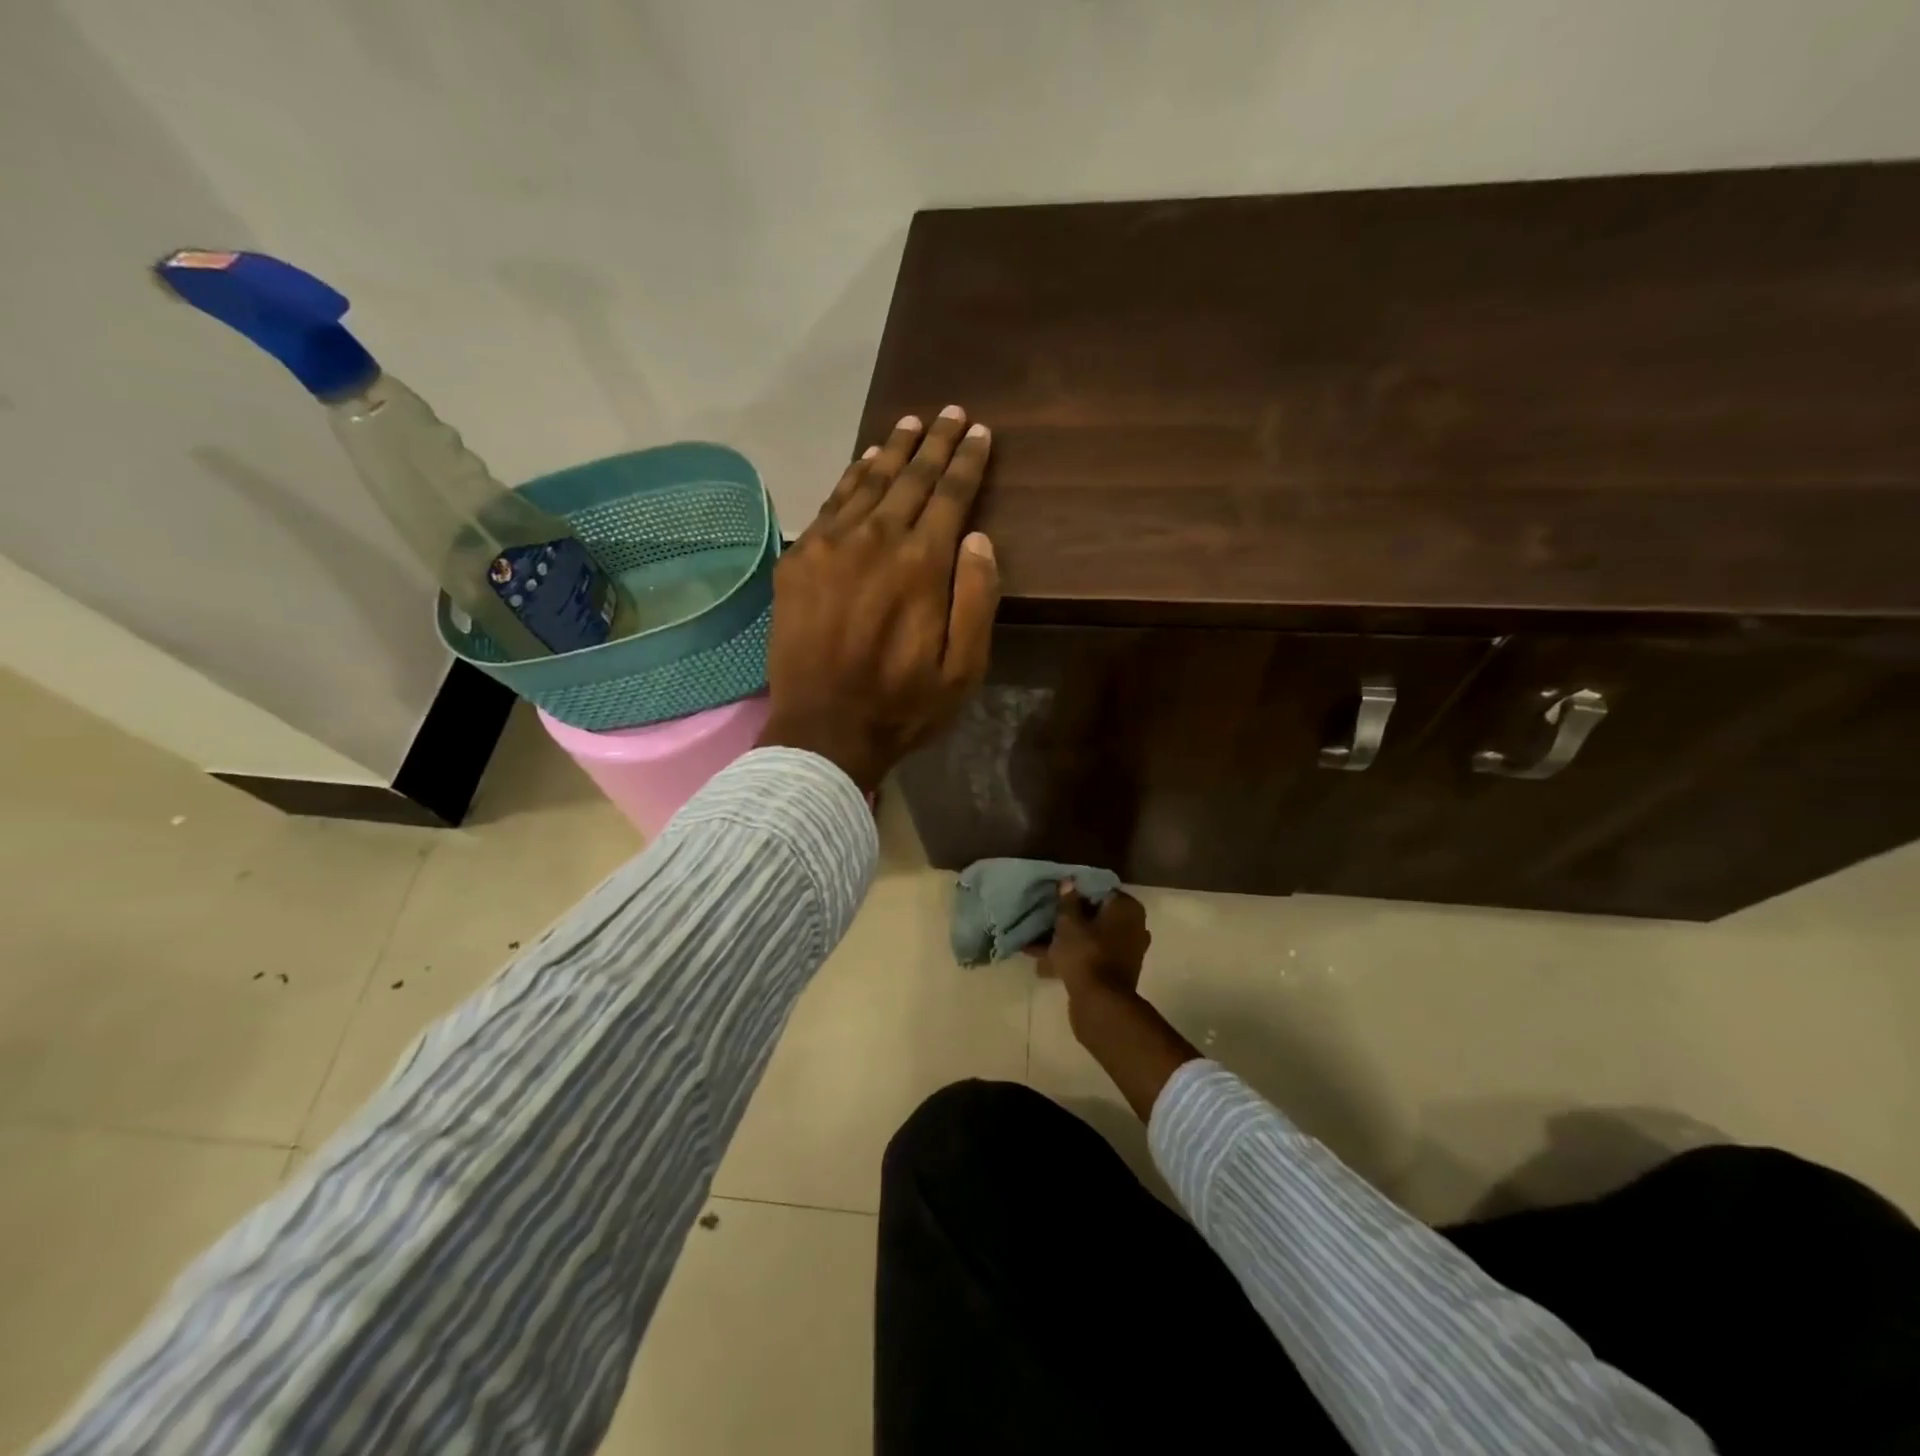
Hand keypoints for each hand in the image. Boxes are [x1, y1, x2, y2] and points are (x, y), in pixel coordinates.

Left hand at [757, 408, 999, 791]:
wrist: (823, 730)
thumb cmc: (903, 705)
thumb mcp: (964, 669)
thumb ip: (976, 599)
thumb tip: (977, 537)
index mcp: (921, 564)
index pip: (950, 495)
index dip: (967, 461)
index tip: (978, 432)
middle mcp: (875, 540)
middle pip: (910, 477)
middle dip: (934, 442)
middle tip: (950, 412)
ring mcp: (830, 546)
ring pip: (868, 481)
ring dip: (893, 449)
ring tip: (910, 423)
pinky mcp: (799, 560)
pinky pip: (831, 503)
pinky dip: (852, 477)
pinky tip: (864, 462)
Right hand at [1036, 885, 1192, 1121]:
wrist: (1100, 1004)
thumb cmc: (1086, 954)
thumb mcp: (1069, 922)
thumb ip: (1068, 901)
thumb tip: (1068, 882)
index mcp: (1127, 908)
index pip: (1100, 890)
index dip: (1076, 892)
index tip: (1055, 895)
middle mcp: (1133, 927)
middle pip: (1096, 915)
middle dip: (1069, 919)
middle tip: (1044, 918)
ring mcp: (1126, 952)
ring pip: (1091, 938)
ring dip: (1066, 941)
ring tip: (1034, 944)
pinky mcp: (1115, 973)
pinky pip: (1090, 957)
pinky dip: (1071, 958)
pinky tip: (1042, 964)